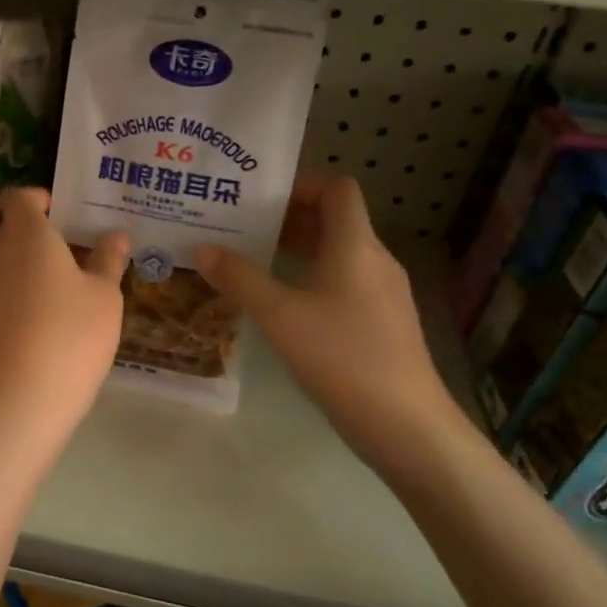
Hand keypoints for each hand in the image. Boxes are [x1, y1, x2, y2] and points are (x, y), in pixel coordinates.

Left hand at [0, 189, 127, 435]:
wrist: (23, 396)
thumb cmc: (72, 332)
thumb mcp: (104, 295)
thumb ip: (108, 260)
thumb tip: (115, 236)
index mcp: (29, 235)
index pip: (20, 198)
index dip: (41, 198)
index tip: (69, 211)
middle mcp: (2, 255)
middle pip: (13, 228)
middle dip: (42, 230)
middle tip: (79, 243)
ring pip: (10, 260)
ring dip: (36, 262)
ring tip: (75, 279)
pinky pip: (8, 288)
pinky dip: (28, 289)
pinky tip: (58, 311)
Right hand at [194, 176, 464, 473]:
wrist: (404, 423)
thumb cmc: (341, 356)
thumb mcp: (279, 315)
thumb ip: (239, 278)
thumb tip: (202, 249)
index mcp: (355, 245)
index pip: (337, 189)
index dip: (301, 183)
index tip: (260, 196)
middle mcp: (374, 260)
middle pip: (334, 219)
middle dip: (287, 218)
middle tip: (241, 225)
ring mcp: (382, 292)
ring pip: (337, 253)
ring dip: (297, 249)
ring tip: (251, 259)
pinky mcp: (381, 321)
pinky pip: (343, 281)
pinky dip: (311, 278)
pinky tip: (281, 303)